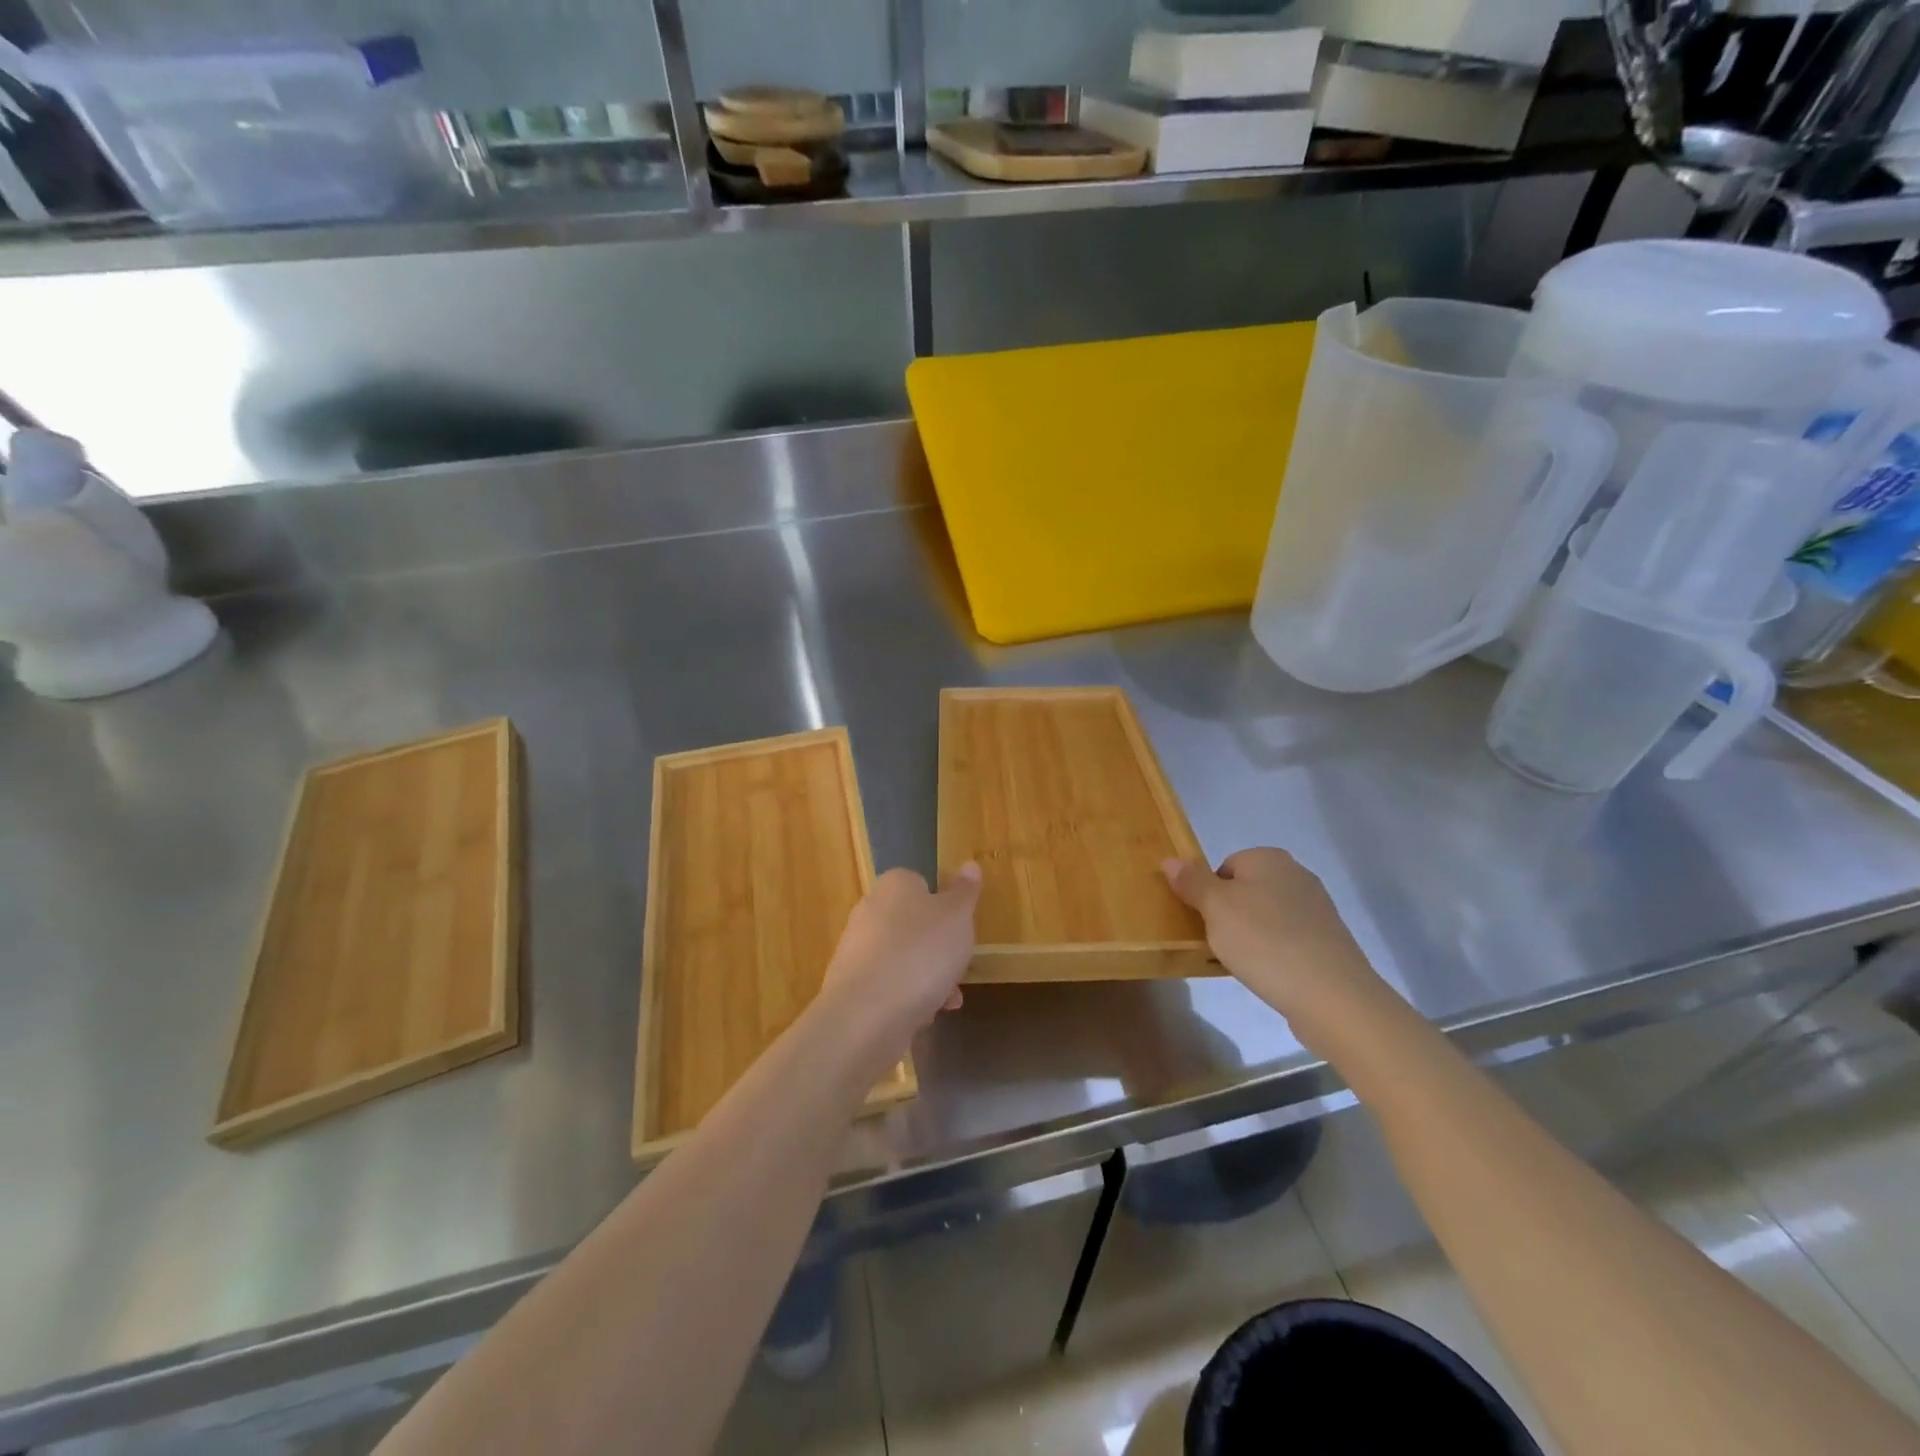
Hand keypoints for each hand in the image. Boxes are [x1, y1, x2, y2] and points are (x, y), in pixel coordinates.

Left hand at [817, 864, 980, 1065]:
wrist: (867, 1013)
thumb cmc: (921, 952)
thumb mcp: (957, 916)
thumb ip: (965, 891)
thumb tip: (970, 864)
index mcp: (894, 885)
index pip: (920, 882)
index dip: (944, 904)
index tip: (962, 927)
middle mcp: (869, 910)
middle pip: (913, 923)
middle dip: (939, 947)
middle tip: (960, 964)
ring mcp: (857, 949)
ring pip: (903, 957)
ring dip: (929, 976)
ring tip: (950, 999)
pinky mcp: (851, 986)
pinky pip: (889, 985)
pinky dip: (909, 997)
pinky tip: (927, 1014)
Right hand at [1163, 848, 1392, 1050]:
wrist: (1331, 995)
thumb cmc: (1264, 941)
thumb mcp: (1215, 908)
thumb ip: (1192, 882)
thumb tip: (1170, 860)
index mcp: (1269, 858)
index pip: (1224, 866)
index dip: (1208, 894)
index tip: (1204, 922)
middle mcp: (1296, 875)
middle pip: (1245, 891)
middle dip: (1228, 915)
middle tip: (1217, 943)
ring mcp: (1317, 909)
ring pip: (1266, 917)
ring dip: (1250, 937)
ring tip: (1242, 964)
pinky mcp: (1328, 941)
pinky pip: (1286, 941)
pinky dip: (1273, 954)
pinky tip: (1267, 975)